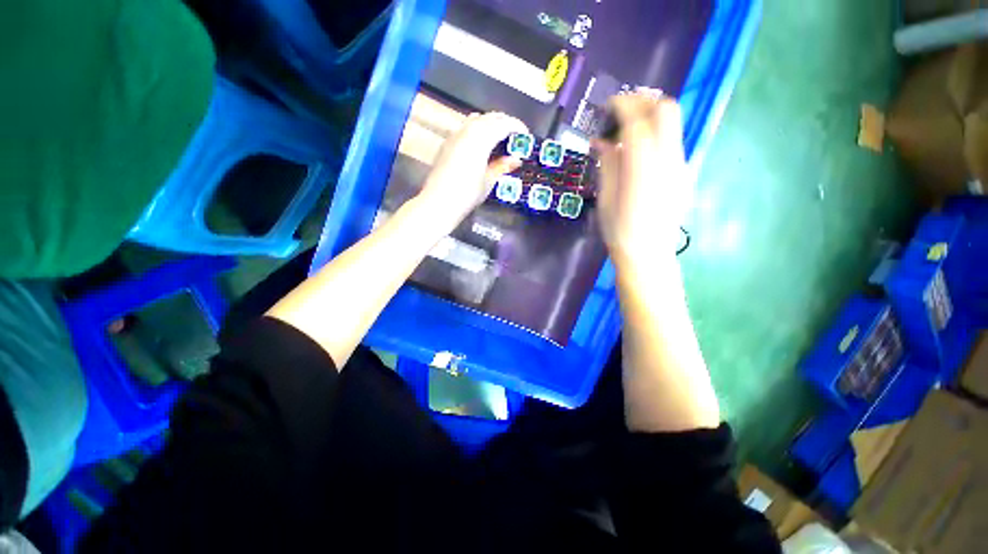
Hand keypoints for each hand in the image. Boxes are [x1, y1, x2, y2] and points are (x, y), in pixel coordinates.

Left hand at [417, 112, 528, 227]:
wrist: (439, 202)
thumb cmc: (467, 193)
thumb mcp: (489, 181)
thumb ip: (502, 166)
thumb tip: (516, 159)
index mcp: (481, 137)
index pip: (503, 124)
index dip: (517, 127)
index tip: (525, 135)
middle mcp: (467, 130)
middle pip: (490, 117)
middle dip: (504, 123)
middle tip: (514, 136)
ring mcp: (454, 135)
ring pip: (476, 120)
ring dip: (490, 125)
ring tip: (498, 139)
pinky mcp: (446, 144)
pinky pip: (465, 128)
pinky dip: (477, 131)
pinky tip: (480, 146)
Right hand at [593, 93, 691, 266]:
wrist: (648, 253)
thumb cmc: (619, 229)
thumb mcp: (605, 196)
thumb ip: (606, 163)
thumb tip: (601, 140)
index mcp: (642, 165)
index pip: (637, 120)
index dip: (622, 105)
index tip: (608, 105)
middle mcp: (668, 158)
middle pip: (666, 110)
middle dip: (643, 102)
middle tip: (622, 111)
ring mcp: (680, 165)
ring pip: (673, 124)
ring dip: (651, 116)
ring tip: (627, 129)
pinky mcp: (684, 173)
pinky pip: (672, 141)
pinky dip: (656, 134)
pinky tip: (639, 151)